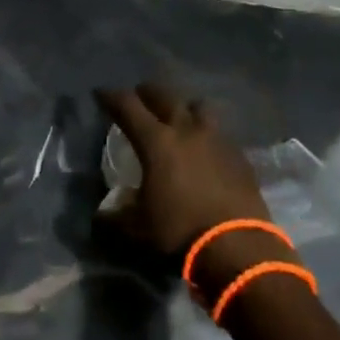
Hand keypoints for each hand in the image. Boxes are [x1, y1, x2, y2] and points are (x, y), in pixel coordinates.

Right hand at [92, 83, 273, 274]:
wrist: (236, 245)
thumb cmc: (180, 231)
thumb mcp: (137, 228)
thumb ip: (115, 217)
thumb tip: (101, 214)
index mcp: (156, 141)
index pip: (128, 106)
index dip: (112, 97)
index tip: (101, 93)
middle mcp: (186, 129)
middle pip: (164, 96)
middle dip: (147, 93)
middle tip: (139, 97)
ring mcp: (216, 138)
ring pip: (198, 106)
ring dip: (184, 106)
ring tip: (178, 117)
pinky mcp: (238, 154)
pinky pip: (219, 132)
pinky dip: (207, 133)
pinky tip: (205, 148)